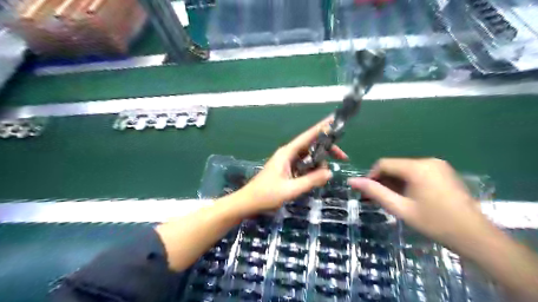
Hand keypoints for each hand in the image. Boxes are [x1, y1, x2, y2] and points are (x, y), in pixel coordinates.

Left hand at [235, 117, 346, 213]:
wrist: (248, 203)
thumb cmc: (266, 195)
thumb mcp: (291, 189)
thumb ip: (311, 180)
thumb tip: (330, 172)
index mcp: (287, 153)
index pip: (308, 136)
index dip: (322, 127)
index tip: (335, 120)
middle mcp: (288, 154)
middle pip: (311, 145)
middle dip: (327, 150)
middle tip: (342, 158)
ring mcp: (287, 161)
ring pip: (308, 156)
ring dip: (319, 162)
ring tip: (326, 174)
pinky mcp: (287, 170)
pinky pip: (304, 165)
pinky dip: (312, 169)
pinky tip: (317, 177)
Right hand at [349, 158, 489, 250]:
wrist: (475, 236)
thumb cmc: (434, 223)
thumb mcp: (400, 208)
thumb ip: (375, 192)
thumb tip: (351, 181)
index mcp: (416, 167)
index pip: (383, 164)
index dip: (371, 176)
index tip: (367, 193)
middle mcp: (427, 161)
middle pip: (395, 166)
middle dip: (383, 181)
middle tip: (377, 199)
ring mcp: (438, 166)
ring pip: (405, 170)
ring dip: (394, 183)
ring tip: (391, 200)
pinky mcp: (444, 172)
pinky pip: (417, 173)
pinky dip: (407, 182)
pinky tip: (407, 197)